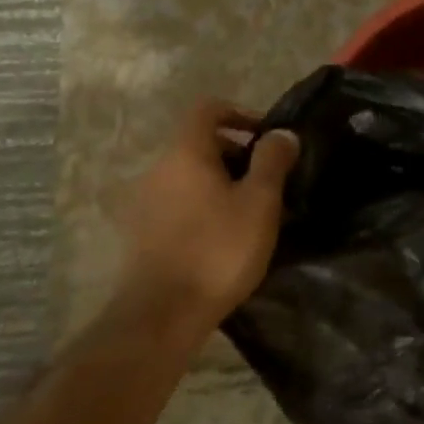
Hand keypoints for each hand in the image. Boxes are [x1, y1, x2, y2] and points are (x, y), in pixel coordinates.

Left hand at [115, 98, 299, 337]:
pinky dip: (203, 207)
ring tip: (251, 213)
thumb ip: (272, 160)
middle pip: (199, 144)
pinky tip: (224, 238)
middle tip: (268, 182)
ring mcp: (144, 202)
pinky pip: (178, 203)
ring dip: (221, 184)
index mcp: (185, 153)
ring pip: (189, 176)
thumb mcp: (260, 201)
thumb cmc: (218, 250)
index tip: (267, 138)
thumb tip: (282, 133)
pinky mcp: (140, 233)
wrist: (162, 315)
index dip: (240, 113)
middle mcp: (158, 169)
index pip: (208, 109)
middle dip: (236, 154)